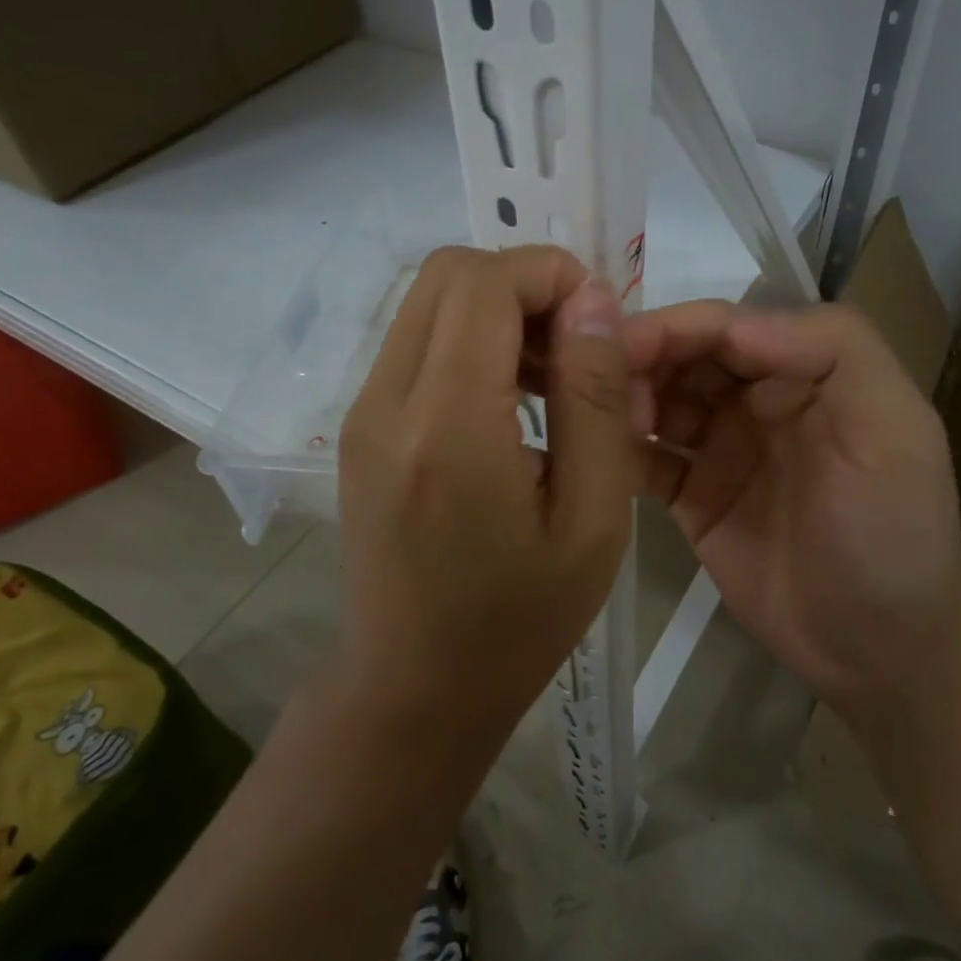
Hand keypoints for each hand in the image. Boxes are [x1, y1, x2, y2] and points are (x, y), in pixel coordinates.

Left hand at [336, 245, 635, 750]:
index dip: (551, 274)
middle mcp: (387, 402)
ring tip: (551, 376)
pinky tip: (511, 401)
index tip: (600, 321)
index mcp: (446, 428)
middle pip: (449, 272)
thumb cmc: (518, 620)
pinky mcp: (360, 425)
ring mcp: (362, 411)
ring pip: (429, 300)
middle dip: (524, 283)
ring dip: (498, 309)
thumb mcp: (592, 518)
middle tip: (577, 344)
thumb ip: (594, 398)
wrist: (413, 689)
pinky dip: (470, 339)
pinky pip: (417, 341)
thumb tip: (592, 300)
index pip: (485, 283)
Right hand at [621, 302, 960, 715]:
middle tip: (590, 385)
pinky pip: (646, 460)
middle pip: (685, 356)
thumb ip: (835, 352)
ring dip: (623, 401)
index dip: (674, 327)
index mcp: (805, 369)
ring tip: (588, 423)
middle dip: (638, 359)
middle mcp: (757, 397)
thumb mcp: (894, 430)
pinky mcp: (693, 495)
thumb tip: (733, 322)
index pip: (728, 326)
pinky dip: (618, 452)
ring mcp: (721, 446)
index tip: (618, 345)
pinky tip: (590, 459)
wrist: (879, 648)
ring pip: (659, 400)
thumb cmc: (893, 533)